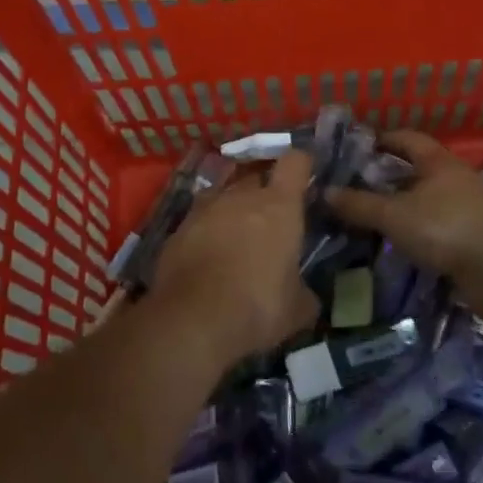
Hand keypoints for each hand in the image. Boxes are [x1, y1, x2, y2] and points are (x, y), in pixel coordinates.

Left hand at [148, 149, 319, 366]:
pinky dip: (206, 232)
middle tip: (271, 220)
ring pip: (223, 195)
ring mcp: (204, 208)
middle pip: (256, 176)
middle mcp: (241, 196)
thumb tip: (306, 295)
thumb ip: (304, 291)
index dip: (302, 166)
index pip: (295, 162)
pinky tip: (207, 258)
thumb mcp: (297, 309)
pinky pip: (198, 220)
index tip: (306, 178)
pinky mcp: (177, 228)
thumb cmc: (257, 307)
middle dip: (264, 192)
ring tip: (236, 238)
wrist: (192, 320)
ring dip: (232, 210)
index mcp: (279, 205)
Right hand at [324, 132, 482, 286]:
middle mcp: (454, 180)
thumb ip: (359, 204)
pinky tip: (396, 245)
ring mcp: (466, 210)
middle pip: (416, 171)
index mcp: (438, 162)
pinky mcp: (472, 239)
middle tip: (356, 186)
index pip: (407, 139)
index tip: (358, 147)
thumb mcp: (394, 214)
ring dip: (402, 208)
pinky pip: (436, 229)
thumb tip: (324, 192)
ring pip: (426, 202)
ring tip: (371, 218)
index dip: (382, 139)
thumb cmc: (447, 227)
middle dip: (388, 177)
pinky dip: (416, 233)